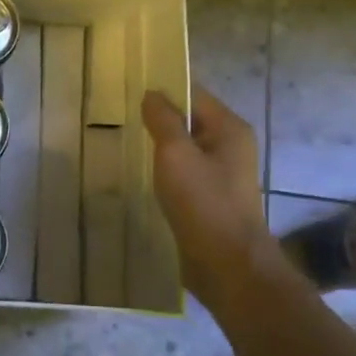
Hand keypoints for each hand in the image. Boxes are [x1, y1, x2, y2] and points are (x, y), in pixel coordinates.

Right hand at [141, 88, 277, 305]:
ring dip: (162, 146)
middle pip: (191, 120)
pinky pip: (187, 172)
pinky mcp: (213, 197)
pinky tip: (147, 176)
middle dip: (160, 119)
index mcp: (229, 128)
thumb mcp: (176, 155)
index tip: (131, 90)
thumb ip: (163, 120)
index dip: (164, 90)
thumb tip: (152, 93)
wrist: (228, 265)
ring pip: (187, 148)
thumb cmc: (203, 203)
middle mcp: (231, 146)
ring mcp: (224, 173)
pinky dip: (168, 170)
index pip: (194, 94)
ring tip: (130, 143)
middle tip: (124, 118)